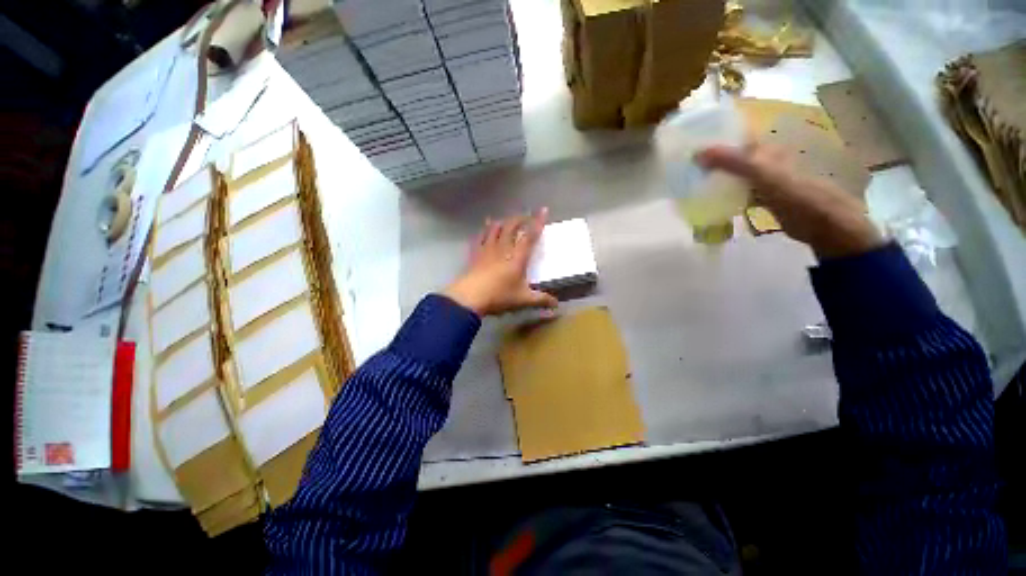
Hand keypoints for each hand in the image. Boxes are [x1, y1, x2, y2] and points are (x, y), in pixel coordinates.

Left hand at [443, 209, 558, 316]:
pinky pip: (480, 237)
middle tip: (526, 217)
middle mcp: (503, 248)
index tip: (543, 210)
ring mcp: (487, 249)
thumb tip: (556, 305)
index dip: (538, 222)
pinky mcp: (475, 254)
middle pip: (511, 227)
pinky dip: (485, 230)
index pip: (530, 235)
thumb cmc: (499, 296)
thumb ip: (541, 300)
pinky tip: (486, 227)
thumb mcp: (523, 299)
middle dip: (520, 219)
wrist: (470, 297)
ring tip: (506, 220)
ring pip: (495, 228)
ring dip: (502, 221)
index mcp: (517, 257)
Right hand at [696, 143, 884, 258]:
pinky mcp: (763, 200)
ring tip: (691, 183)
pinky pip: (739, 193)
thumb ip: (733, 162)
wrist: (822, 224)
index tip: (690, 145)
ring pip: (735, 175)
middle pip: (733, 157)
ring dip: (716, 178)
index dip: (716, 139)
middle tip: (686, 167)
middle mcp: (765, 162)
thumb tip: (697, 153)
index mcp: (766, 150)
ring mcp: (764, 182)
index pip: (737, 138)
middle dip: (712, 160)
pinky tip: (711, 202)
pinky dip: (725, 196)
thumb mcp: (763, 174)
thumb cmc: (796, 195)